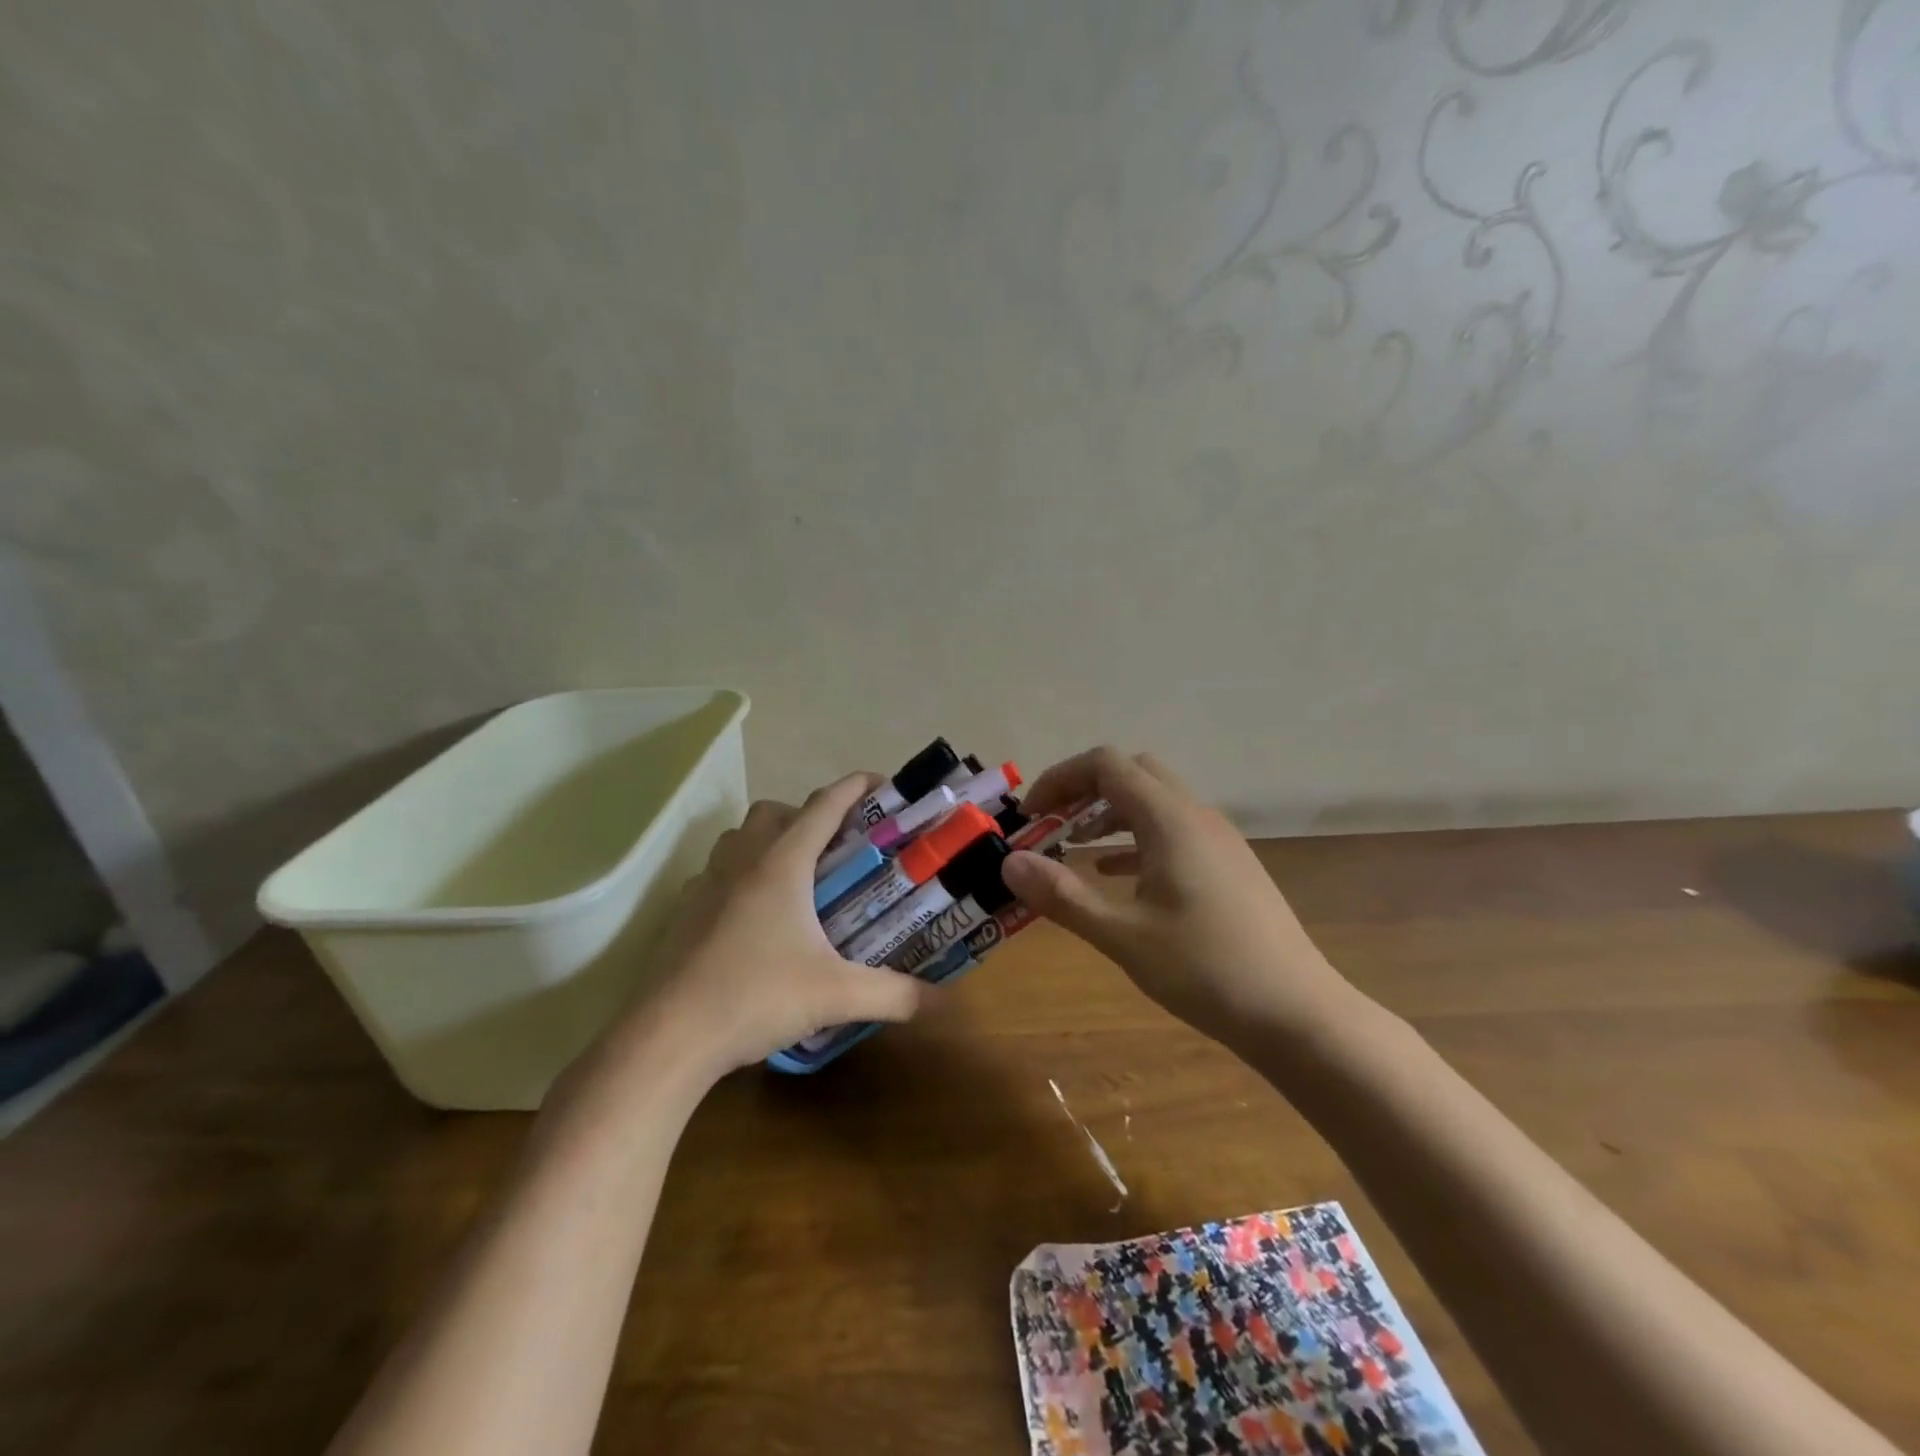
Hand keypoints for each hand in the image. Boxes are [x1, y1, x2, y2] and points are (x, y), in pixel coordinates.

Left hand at [611, 774, 924, 1079]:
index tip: (882, 784)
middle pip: (776, 811)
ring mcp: (706, 883)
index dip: (855, 787)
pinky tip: (754, 915)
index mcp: (782, 864)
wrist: (668, 1037)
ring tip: (798, 877)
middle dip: (809, 815)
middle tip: (838, 848)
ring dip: (769, 840)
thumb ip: (895, 995)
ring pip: (740, 836)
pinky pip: (716, 872)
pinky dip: (740, 875)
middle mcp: (742, 861)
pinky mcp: (684, 910)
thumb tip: (944, 1001)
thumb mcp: (835, 996)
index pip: (824, 805)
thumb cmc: (756, 997)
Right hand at [1000, 747, 1350, 1049]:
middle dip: (1084, 790)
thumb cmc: (1206, 970)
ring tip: (1074, 848)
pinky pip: (1173, 830)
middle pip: (1132, 772)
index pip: (1106, 765)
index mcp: (1170, 820)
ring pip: (1154, 800)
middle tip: (1052, 827)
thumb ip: (1062, 895)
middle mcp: (1196, 815)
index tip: (1031, 817)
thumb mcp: (1123, 935)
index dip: (1060, 779)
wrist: (1297, 1013)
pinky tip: (1116, 875)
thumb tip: (1009, 863)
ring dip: (1110, 813)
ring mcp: (1218, 839)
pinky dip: (1136, 838)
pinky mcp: (1228, 864)